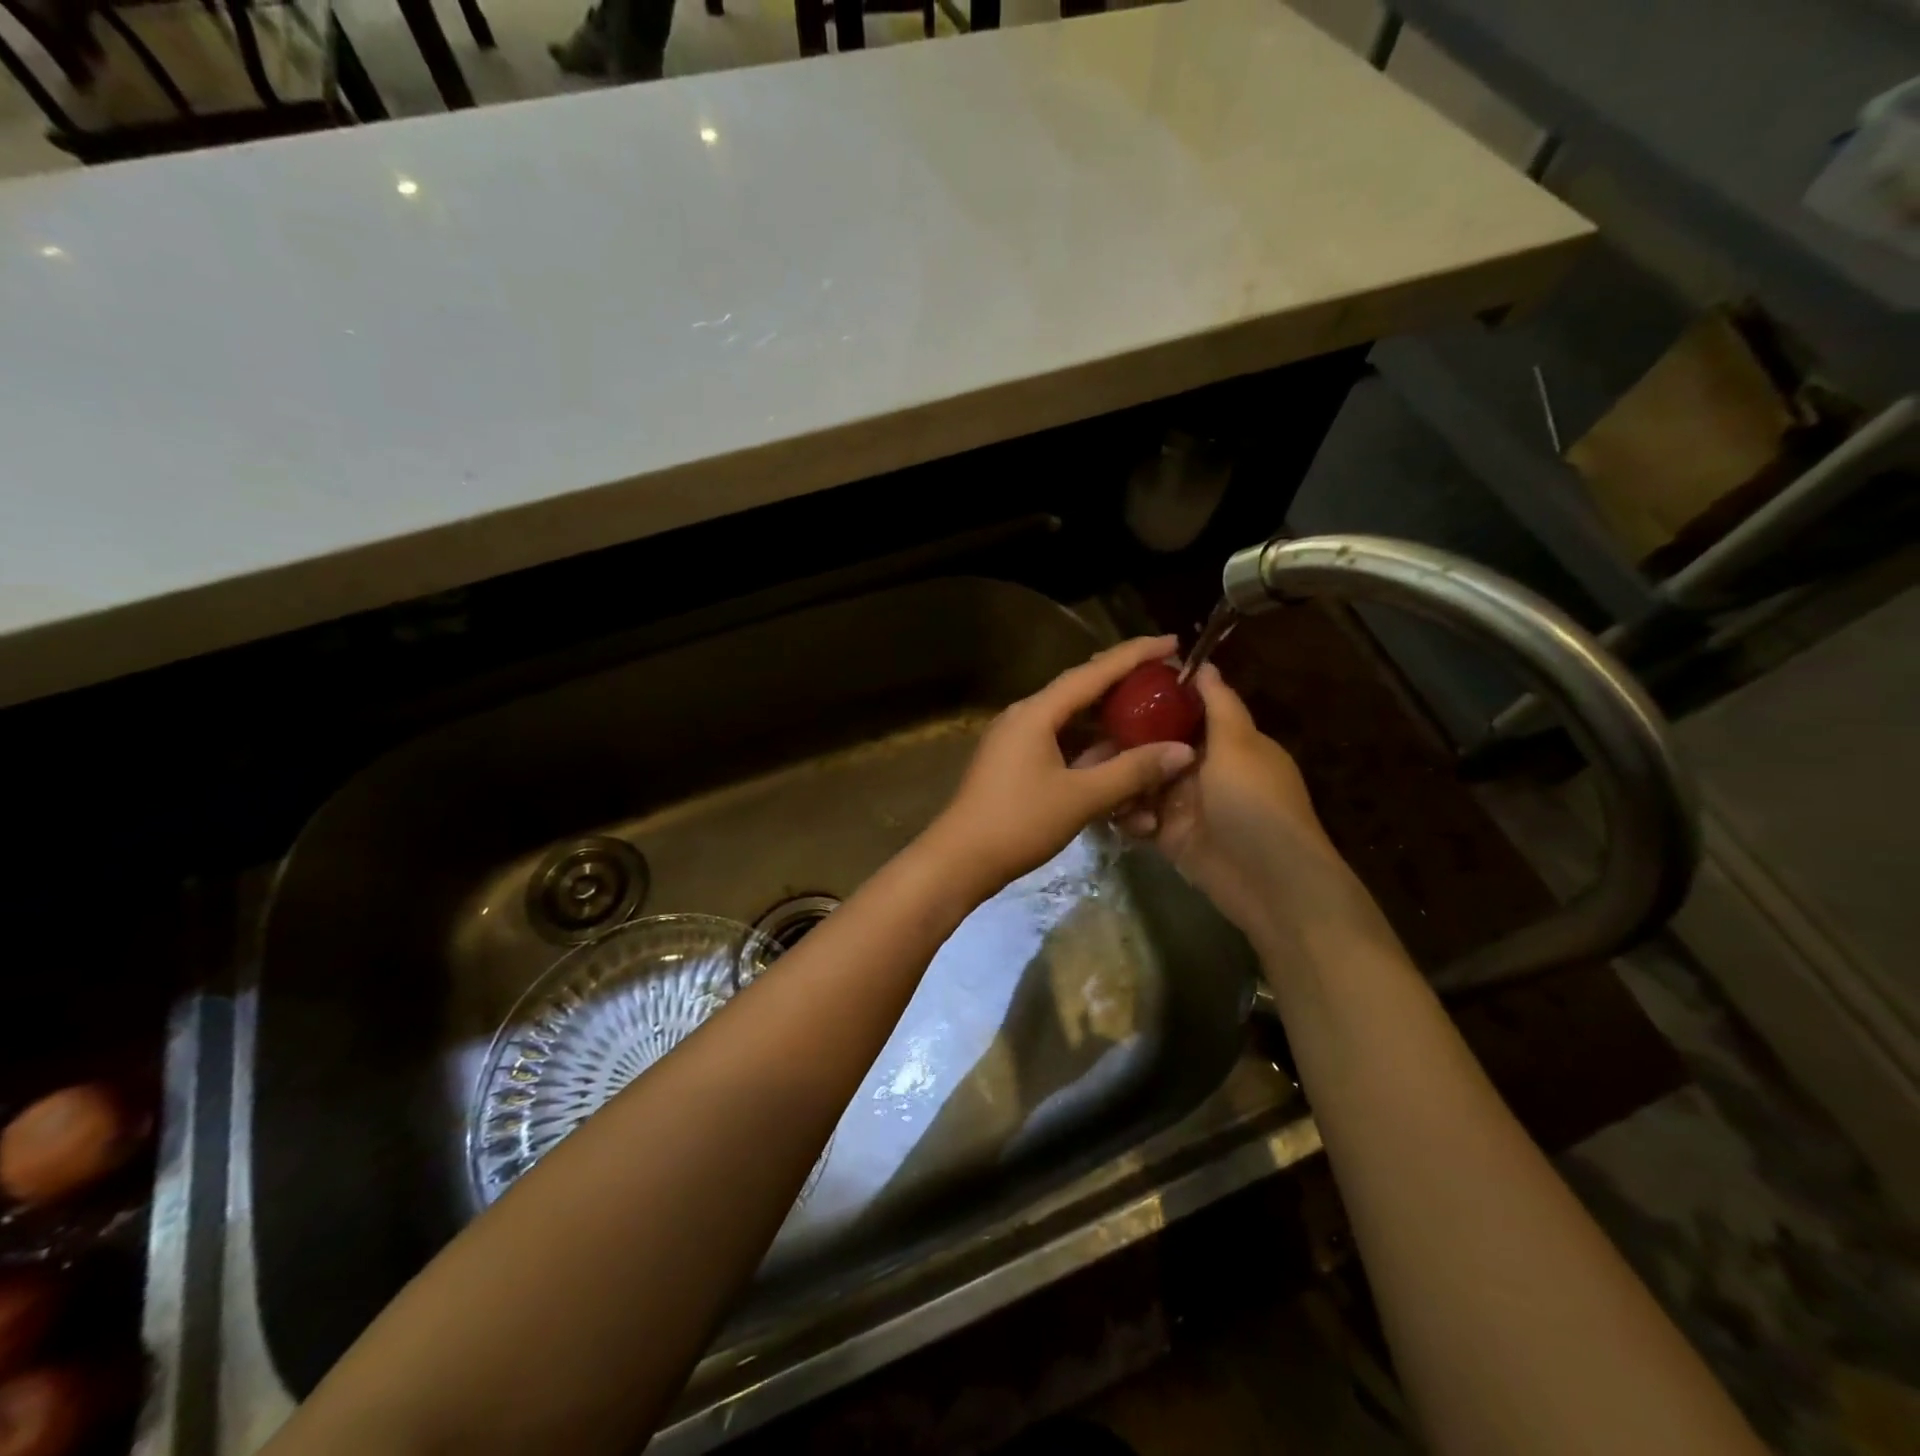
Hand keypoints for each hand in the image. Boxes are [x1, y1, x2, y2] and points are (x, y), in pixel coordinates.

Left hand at [926, 637, 1198, 898]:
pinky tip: (1116, 757)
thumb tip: (1182, 751)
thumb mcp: (1081, 797)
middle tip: (1165, 679)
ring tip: (1149, 716)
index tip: (1172, 642)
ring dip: (1108, 721)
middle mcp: (1025, 717)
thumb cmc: (1018, 823)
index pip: (1093, 672)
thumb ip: (1132, 772)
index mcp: (1036, 712)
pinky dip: (1090, 748)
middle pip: (1081, 690)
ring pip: (1071, 721)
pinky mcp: (1015, 764)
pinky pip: (1060, 744)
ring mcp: (1017, 741)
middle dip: (1123, 683)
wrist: (959, 860)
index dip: (1135, 655)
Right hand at [1117, 664, 1386, 963]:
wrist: (1269, 881)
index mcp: (1225, 741)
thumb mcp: (1239, 744)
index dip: (1151, 698)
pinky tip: (1123, 817)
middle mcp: (1203, 767)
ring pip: (1141, 780)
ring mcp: (1185, 802)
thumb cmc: (1254, 802)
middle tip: (1085, 738)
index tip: (1113, 685)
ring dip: (1122, 780)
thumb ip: (1218, 703)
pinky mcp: (1170, 835)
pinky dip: (1129, 815)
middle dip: (1124, 742)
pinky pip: (1139, 815)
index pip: (1183, 710)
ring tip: (1096, 778)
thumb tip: (1204, 663)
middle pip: (1154, 745)